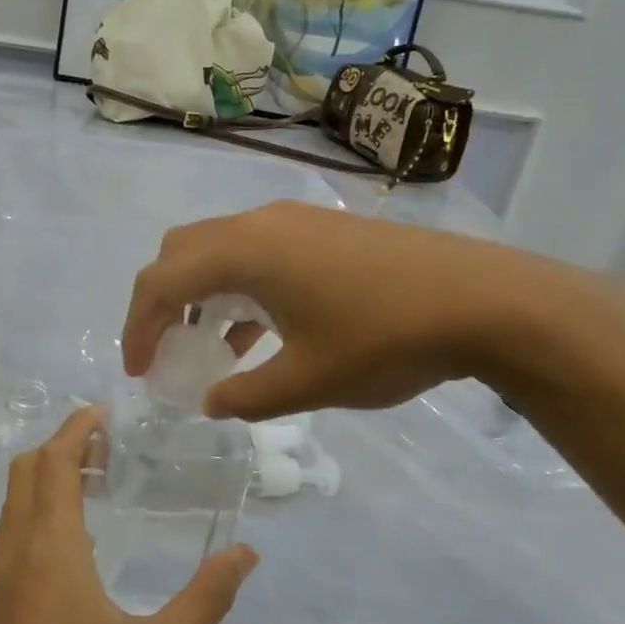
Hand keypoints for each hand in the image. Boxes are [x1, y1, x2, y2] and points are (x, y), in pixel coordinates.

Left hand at [0, 407, 258, 623]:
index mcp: (49, 552)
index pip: (53, 464)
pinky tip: (71, 561)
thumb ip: (207, 598)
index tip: (103, 414)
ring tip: (94, 492)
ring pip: (11, 513)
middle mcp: (12, 559)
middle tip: (106, 449)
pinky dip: (35, 526)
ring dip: (45, 488)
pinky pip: (8, 549)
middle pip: (24, 477)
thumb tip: (247, 553)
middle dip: (59, 449)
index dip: (75, 431)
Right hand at [123, 201, 557, 422]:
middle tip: (164, 350)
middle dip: (162, 301)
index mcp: (245, 253)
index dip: (139, 327)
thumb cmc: (385, 339)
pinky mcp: (324, 231)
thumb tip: (211, 402)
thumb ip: (246, 396)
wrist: (485, 300)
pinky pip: (258, 253)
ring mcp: (295, 221)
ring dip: (202, 294)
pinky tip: (259, 331)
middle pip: (182, 252)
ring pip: (221, 250)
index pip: (162, 282)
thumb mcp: (307, 382)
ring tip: (209, 347)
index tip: (140, 371)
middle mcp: (260, 224)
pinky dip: (240, 288)